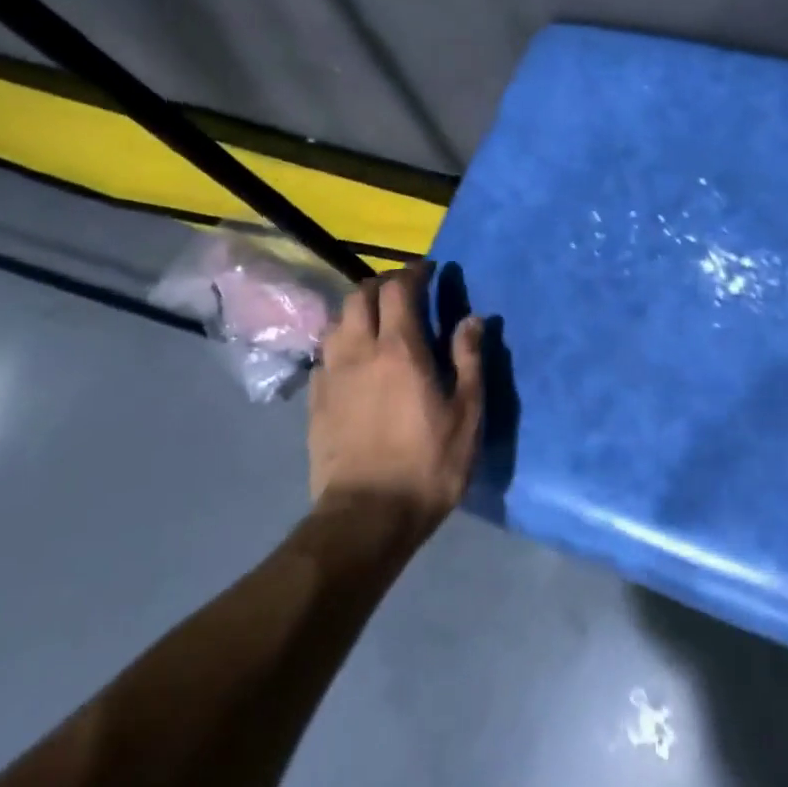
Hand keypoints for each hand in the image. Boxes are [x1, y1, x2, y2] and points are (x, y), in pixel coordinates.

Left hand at [308, 262, 484, 535]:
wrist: (367, 516)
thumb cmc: (428, 464)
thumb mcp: (466, 414)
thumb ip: (468, 360)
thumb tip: (472, 319)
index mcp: (400, 350)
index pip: (399, 289)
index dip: (413, 272)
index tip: (428, 270)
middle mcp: (359, 351)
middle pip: (359, 296)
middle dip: (382, 283)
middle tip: (403, 291)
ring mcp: (331, 375)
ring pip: (337, 322)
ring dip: (357, 309)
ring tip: (376, 320)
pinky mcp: (315, 400)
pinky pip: (324, 354)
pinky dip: (341, 342)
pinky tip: (353, 359)